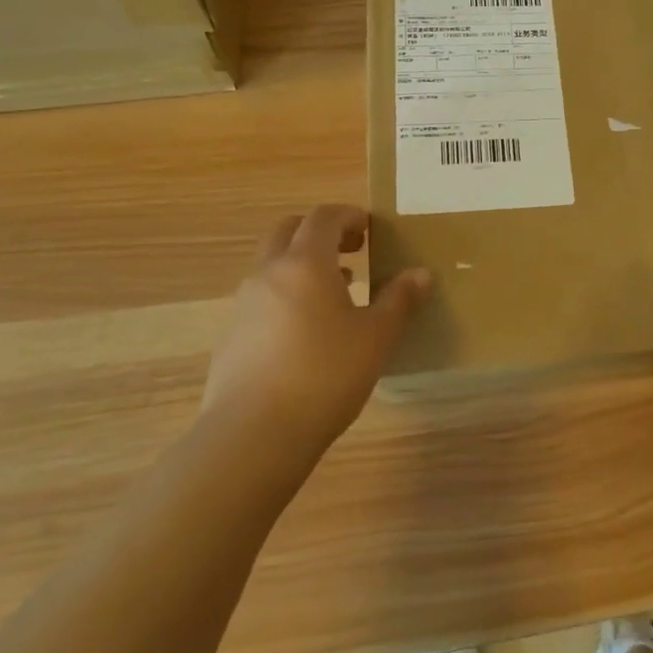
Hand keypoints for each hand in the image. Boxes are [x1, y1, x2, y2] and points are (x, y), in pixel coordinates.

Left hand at [204, 205, 430, 452]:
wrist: (253, 436)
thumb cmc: (325, 375)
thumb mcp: (376, 337)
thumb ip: (399, 300)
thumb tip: (420, 274)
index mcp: (305, 263)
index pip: (323, 217)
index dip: (349, 216)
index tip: (371, 229)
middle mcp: (268, 274)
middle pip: (288, 231)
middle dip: (320, 233)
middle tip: (352, 250)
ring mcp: (244, 306)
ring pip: (272, 266)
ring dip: (303, 266)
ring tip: (337, 293)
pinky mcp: (231, 338)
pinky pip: (262, 299)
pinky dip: (287, 296)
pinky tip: (309, 333)